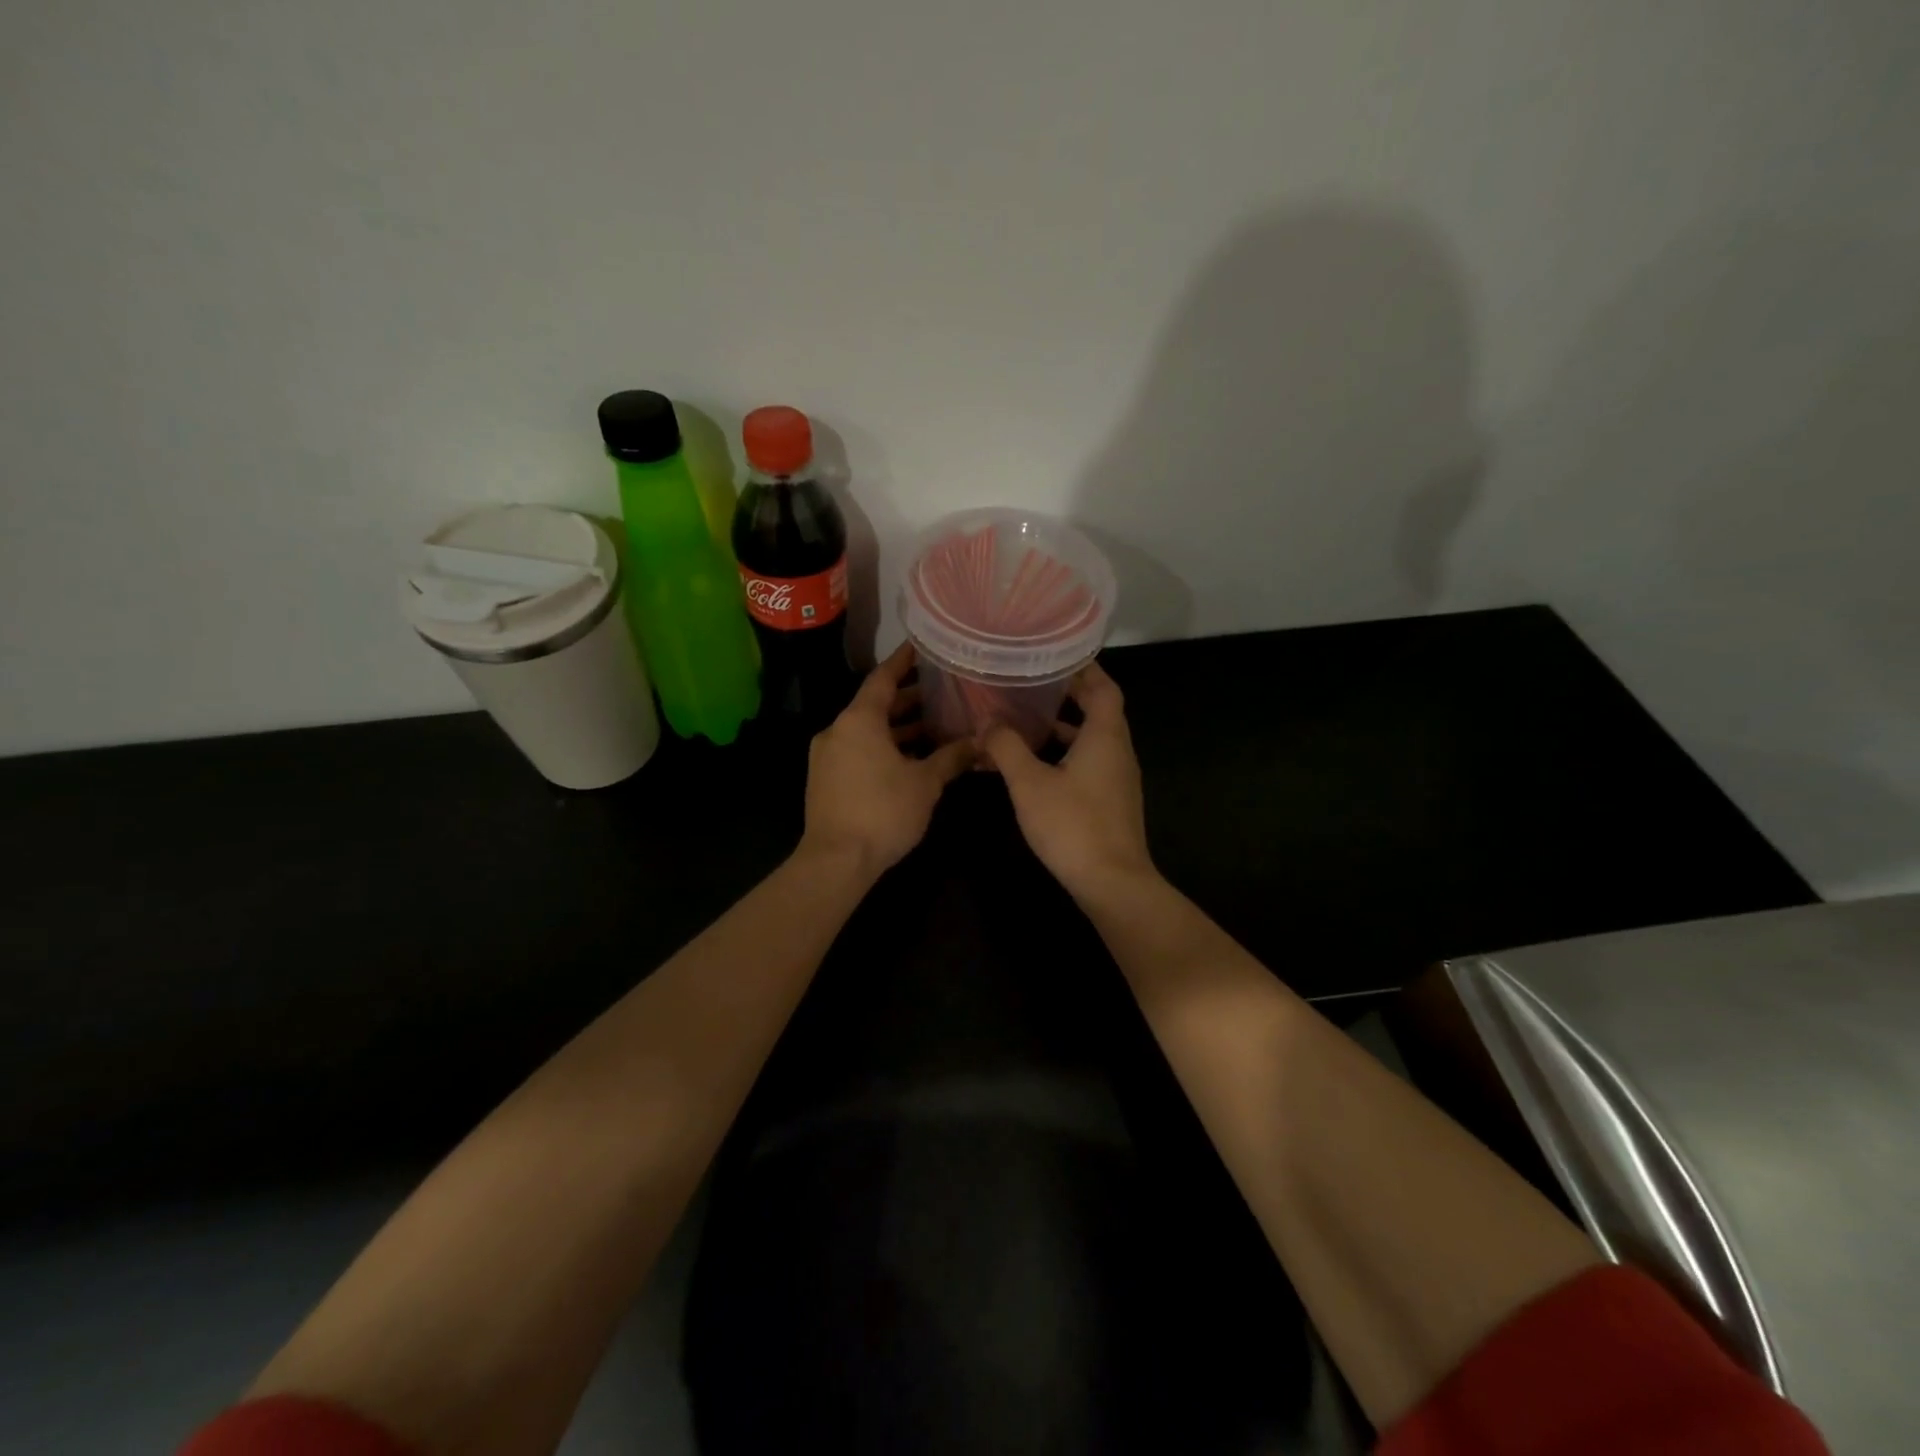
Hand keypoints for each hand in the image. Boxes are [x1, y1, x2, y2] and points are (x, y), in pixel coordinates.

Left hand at [802, 644, 973, 876]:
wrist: (836, 861)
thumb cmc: (883, 812)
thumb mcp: (925, 783)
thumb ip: (951, 757)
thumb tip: (980, 743)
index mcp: (859, 720)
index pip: (883, 678)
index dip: (904, 661)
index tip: (921, 646)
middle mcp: (838, 730)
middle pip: (875, 705)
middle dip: (908, 699)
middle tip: (941, 691)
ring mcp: (827, 756)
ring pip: (867, 731)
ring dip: (898, 728)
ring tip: (934, 725)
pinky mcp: (826, 779)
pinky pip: (858, 750)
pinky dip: (883, 747)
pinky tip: (911, 758)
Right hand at [978, 661, 1155, 899]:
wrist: (1111, 882)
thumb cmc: (1073, 825)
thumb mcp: (1029, 783)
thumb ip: (1006, 748)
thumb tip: (986, 723)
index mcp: (1106, 736)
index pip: (1104, 687)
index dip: (1084, 668)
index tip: (1056, 655)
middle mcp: (1118, 751)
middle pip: (1099, 710)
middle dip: (1068, 695)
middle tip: (1032, 683)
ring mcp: (1117, 778)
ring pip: (1092, 739)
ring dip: (1064, 727)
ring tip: (1027, 719)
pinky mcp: (1111, 801)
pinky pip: (1089, 763)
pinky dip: (1065, 754)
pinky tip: (1036, 765)